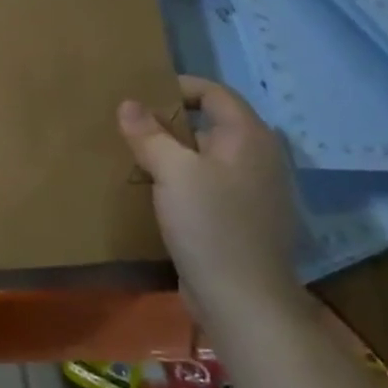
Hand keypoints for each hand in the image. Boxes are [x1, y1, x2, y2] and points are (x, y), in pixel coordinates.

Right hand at [118, 76, 300, 317]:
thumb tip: (128, 103)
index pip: (214, 93)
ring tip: (135, 158)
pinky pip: (208, 186)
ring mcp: (253, 192)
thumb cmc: (211, 225)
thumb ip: (149, 134)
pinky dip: (182, 182)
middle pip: (210, 125)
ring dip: (173, 155)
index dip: (177, 87)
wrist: (243, 300)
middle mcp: (258, 158)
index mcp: (249, 137)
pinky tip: (155, 194)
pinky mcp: (241, 220)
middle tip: (129, 127)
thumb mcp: (172, 172)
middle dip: (169, 123)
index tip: (139, 95)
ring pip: (206, 158)